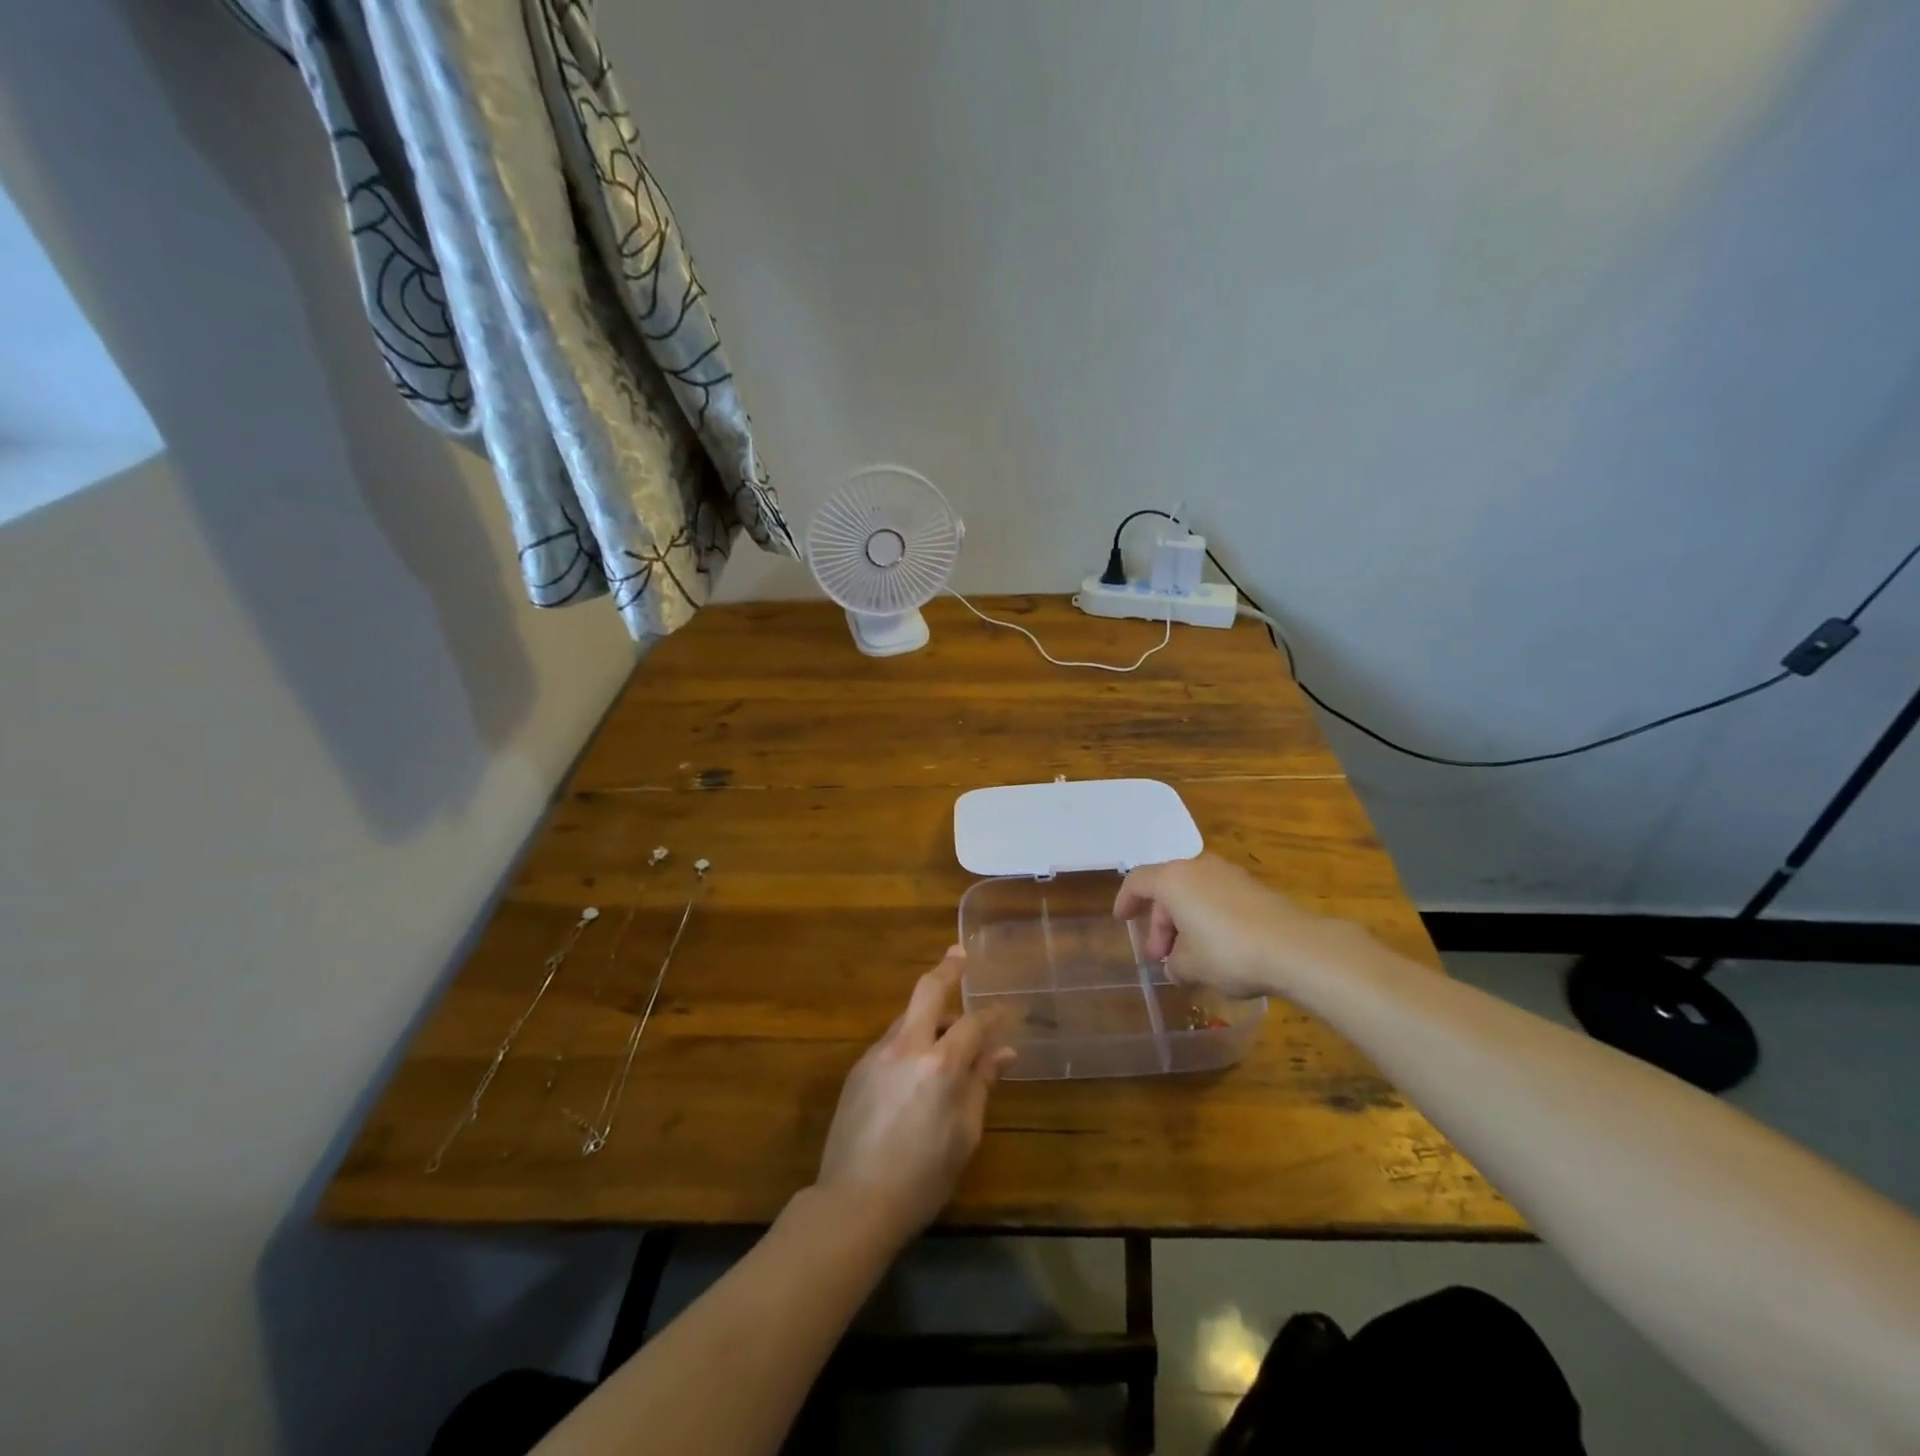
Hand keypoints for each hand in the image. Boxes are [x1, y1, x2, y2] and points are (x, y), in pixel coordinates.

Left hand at [815, 949, 1011, 1246]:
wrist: (853, 1202)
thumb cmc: (922, 1178)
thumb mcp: (964, 1135)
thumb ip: (981, 1086)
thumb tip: (1002, 1053)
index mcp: (940, 1065)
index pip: (974, 1023)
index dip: (992, 1014)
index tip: (1004, 1011)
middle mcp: (907, 1047)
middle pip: (927, 990)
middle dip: (947, 969)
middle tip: (959, 954)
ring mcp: (877, 1055)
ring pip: (907, 1016)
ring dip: (927, 1012)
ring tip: (945, 1027)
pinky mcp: (858, 1069)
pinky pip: (891, 1041)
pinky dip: (909, 1040)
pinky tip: (916, 1065)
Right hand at [1115, 854, 1347, 998]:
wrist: (1296, 948)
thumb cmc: (1228, 952)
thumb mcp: (1190, 965)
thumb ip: (1174, 963)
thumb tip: (1176, 965)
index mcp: (1174, 879)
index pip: (1138, 881)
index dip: (1125, 900)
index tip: (1122, 919)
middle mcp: (1199, 868)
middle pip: (1168, 890)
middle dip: (1160, 924)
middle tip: (1160, 957)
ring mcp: (1230, 875)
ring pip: (1194, 895)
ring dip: (1185, 923)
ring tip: (1188, 958)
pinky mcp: (1255, 889)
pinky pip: (1218, 900)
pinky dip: (1209, 920)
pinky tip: (1216, 950)